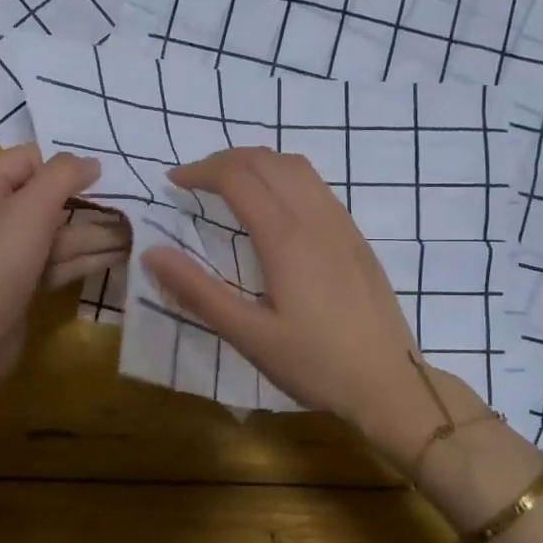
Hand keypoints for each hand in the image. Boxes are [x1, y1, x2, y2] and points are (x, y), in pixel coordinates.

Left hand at [0, 147, 107, 416]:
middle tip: (132, 203)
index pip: (28, 159)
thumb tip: (91, 162)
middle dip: (89, 201)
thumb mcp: (30, 210)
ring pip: (59, 234)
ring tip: (137, 231)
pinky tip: (120, 256)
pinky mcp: (25, 284)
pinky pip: (60, 262)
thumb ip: (62, 176)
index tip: (103, 174)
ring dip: (96, 233)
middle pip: (48, 198)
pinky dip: (87, 259)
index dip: (63, 164)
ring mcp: (10, 254)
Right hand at [140, 148, 447, 460]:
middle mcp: (316, 219)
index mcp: (286, 239)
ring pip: (298, 167)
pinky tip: (275, 205)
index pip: (238, 178)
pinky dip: (285, 176)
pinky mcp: (357, 238)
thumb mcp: (249, 336)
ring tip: (230, 181)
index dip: (201, 171)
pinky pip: (318, 186)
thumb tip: (152, 253)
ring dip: (258, 162)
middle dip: (225, 159)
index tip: (173, 182)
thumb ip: (198, 292)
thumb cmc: (316, 365)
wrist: (390, 383)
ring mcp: (342, 225)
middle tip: (194, 179)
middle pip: (267, 161)